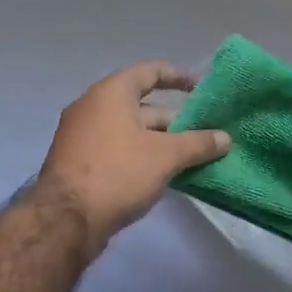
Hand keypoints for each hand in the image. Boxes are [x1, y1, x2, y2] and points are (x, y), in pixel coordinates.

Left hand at [37, 62, 229, 255]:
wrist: (66, 219)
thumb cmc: (118, 173)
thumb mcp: (166, 156)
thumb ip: (198, 144)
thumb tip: (225, 138)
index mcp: (111, 93)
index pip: (149, 72)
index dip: (177, 77)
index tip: (200, 88)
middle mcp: (92, 107)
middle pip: (140, 104)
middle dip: (173, 119)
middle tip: (201, 134)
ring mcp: (81, 135)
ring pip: (128, 130)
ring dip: (158, 140)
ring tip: (188, 157)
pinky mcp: (77, 162)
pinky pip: (115, 148)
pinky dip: (139, 154)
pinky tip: (160, 174)